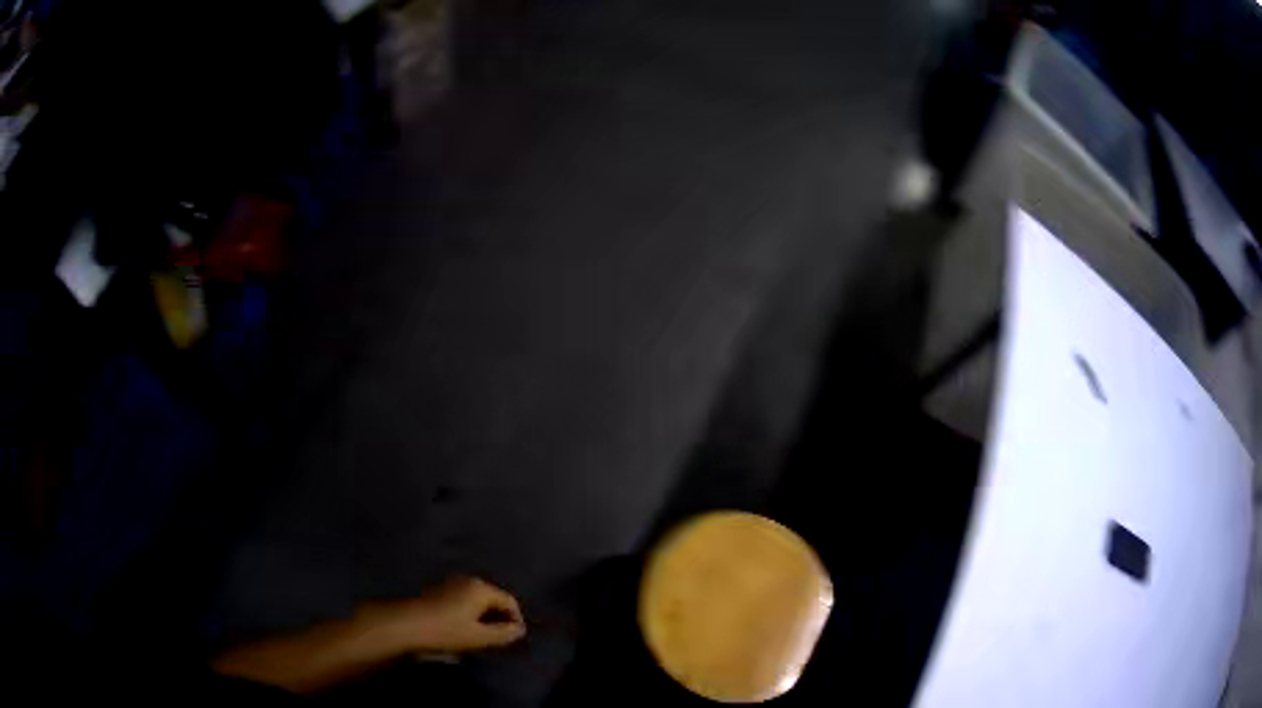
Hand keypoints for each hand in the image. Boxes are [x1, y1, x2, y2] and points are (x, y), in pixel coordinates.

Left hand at [392, 576, 526, 652]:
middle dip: (499, 618)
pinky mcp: (438, 591)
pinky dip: (469, 614)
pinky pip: (464, 601)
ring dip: (483, 617)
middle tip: (497, 639)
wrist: (404, 624)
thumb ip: (503, 634)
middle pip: (494, 599)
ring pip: (478, 601)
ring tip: (480, 637)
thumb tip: (519, 630)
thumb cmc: (445, 630)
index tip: (513, 639)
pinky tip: (461, 629)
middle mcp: (468, 581)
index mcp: (481, 589)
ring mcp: (451, 584)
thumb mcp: (479, 637)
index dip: (516, 620)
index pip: (510, 601)